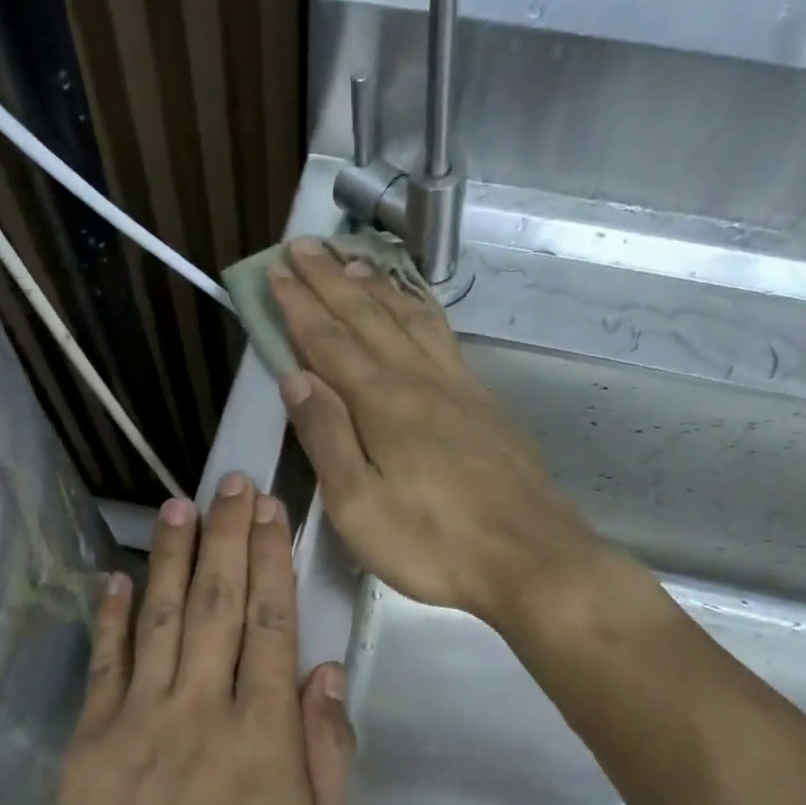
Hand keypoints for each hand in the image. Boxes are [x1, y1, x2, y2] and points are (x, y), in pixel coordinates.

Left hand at [26, 474, 355, 804]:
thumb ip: (329, 761)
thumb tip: (326, 676)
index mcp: (262, 737)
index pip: (273, 626)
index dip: (272, 561)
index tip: (270, 511)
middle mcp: (200, 710)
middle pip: (219, 604)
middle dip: (226, 537)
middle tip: (229, 482)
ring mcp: (138, 721)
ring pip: (161, 618)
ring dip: (173, 557)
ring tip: (179, 505)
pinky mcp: (89, 743)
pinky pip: (104, 664)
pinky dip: (110, 615)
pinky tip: (116, 575)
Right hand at [269, 237, 602, 628]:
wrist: (530, 557)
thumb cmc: (432, 543)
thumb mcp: (358, 506)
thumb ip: (327, 437)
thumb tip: (296, 377)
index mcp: (382, 403)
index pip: (329, 341)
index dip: (299, 306)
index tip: (275, 272)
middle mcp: (418, 380)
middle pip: (368, 316)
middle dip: (331, 279)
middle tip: (304, 246)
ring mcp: (456, 386)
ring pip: (408, 318)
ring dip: (376, 286)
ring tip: (353, 260)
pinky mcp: (482, 401)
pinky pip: (442, 336)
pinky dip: (419, 309)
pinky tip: (415, 307)